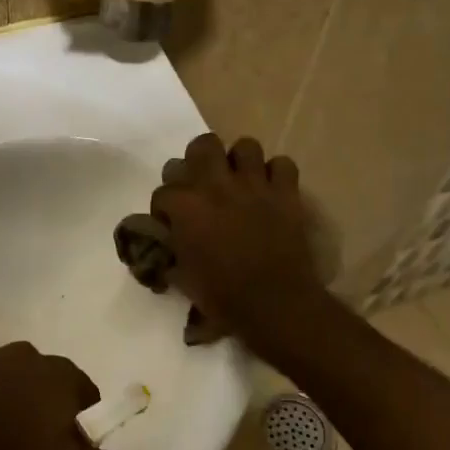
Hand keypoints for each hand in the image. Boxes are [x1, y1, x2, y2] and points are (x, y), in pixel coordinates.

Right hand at [151, 133, 326, 348]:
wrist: (273, 304)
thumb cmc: (222, 296)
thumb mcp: (182, 278)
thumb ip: (171, 255)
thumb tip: (165, 252)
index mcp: (185, 206)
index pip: (163, 192)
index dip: (164, 208)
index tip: (169, 223)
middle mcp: (217, 185)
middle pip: (203, 146)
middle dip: (198, 160)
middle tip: (202, 183)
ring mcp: (254, 185)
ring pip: (245, 146)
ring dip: (239, 161)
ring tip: (238, 180)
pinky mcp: (286, 193)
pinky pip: (282, 165)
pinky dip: (276, 174)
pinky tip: (270, 190)